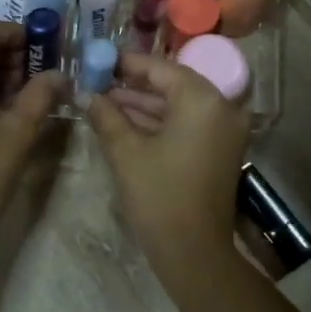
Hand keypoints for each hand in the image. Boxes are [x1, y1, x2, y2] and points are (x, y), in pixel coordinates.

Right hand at [87, 53, 249, 293]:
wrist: (194, 251)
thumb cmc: (159, 195)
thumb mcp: (126, 152)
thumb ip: (106, 116)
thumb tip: (85, 94)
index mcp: (202, 99)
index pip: (160, 68)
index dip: (127, 64)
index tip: (99, 60)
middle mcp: (221, 107)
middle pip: (172, 85)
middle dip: (134, 85)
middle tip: (98, 82)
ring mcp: (225, 130)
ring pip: (179, 106)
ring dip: (144, 105)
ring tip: (104, 102)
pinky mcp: (221, 150)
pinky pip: (188, 124)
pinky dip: (160, 122)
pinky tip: (126, 122)